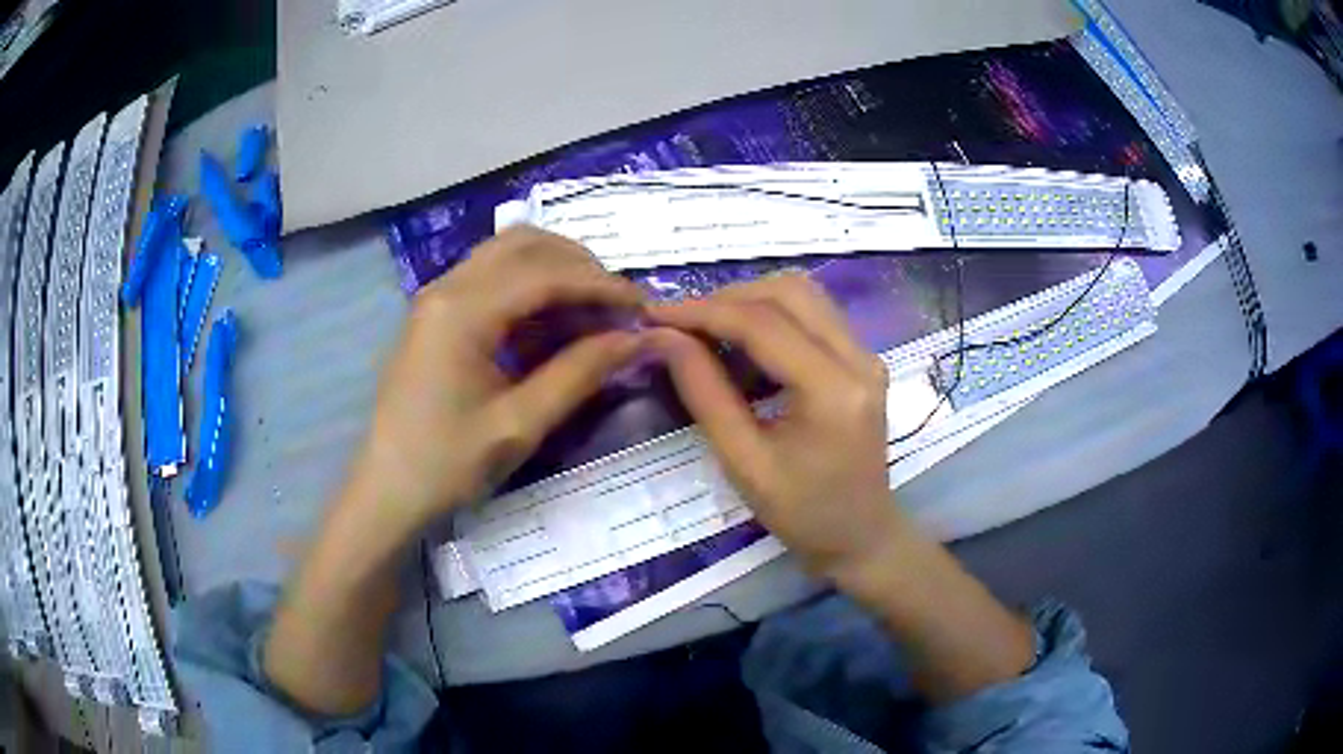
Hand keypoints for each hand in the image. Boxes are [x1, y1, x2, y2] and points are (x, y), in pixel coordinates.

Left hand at [355, 226, 644, 534]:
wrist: (387, 490)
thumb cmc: (447, 464)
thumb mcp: (520, 424)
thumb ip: (579, 373)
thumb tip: (636, 339)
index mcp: (461, 311)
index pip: (545, 274)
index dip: (600, 285)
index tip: (642, 306)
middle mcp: (446, 287)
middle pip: (524, 245)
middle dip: (578, 266)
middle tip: (615, 306)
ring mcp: (436, 296)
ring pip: (505, 254)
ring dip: (553, 270)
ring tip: (589, 311)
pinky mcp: (435, 313)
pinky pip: (489, 277)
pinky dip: (527, 287)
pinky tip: (550, 324)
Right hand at [646, 273, 905, 579]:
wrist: (861, 537)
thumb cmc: (802, 514)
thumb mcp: (743, 462)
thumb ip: (704, 393)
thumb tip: (664, 338)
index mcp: (833, 390)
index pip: (763, 324)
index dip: (703, 311)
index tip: (654, 314)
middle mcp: (859, 359)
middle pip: (789, 291)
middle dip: (728, 298)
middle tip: (681, 325)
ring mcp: (867, 355)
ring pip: (803, 295)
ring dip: (751, 302)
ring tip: (708, 332)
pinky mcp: (863, 359)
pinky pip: (814, 316)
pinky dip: (772, 318)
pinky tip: (744, 348)